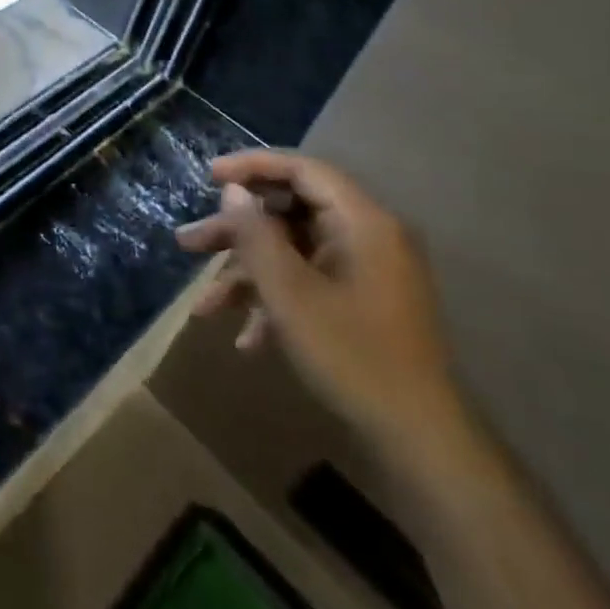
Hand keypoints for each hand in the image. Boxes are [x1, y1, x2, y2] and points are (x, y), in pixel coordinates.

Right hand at [177, 150, 465, 459]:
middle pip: (289, 212)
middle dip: (235, 232)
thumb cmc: (352, 356)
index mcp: (362, 222)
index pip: (302, 169)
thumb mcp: (290, 294)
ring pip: (292, 252)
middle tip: (189, 244)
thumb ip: (256, 235)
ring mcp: (366, 272)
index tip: (207, 176)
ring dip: (247, 274)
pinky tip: (246, 339)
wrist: (421, 442)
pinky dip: (275, 301)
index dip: (251, 166)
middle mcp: (367, 237)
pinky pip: (309, 282)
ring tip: (202, 307)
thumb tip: (233, 192)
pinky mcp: (362, 303)